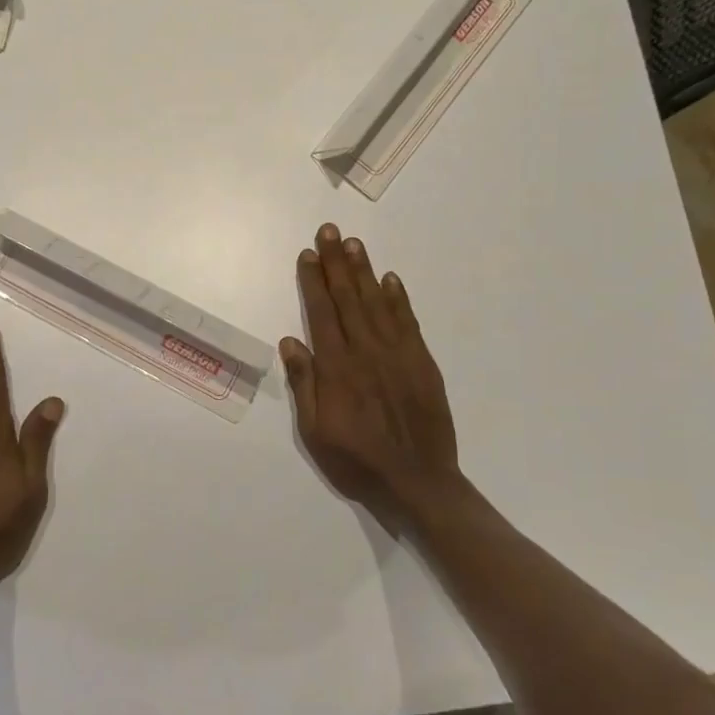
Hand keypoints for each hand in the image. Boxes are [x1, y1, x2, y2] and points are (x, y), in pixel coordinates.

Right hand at [280, 224, 460, 525]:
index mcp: (337, 368)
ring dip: (365, 271)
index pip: (322, 313)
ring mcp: (398, 355)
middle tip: (329, 232)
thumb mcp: (315, 433)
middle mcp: (367, 352)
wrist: (418, 483)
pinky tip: (390, 279)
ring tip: (354, 244)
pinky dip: (398, 298)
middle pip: (349, 298)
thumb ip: (305, 384)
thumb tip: (291, 341)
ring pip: (377, 303)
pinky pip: (408, 322)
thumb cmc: (357, 461)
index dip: (314, 282)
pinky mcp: (422, 363)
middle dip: (336, 263)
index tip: (308, 255)